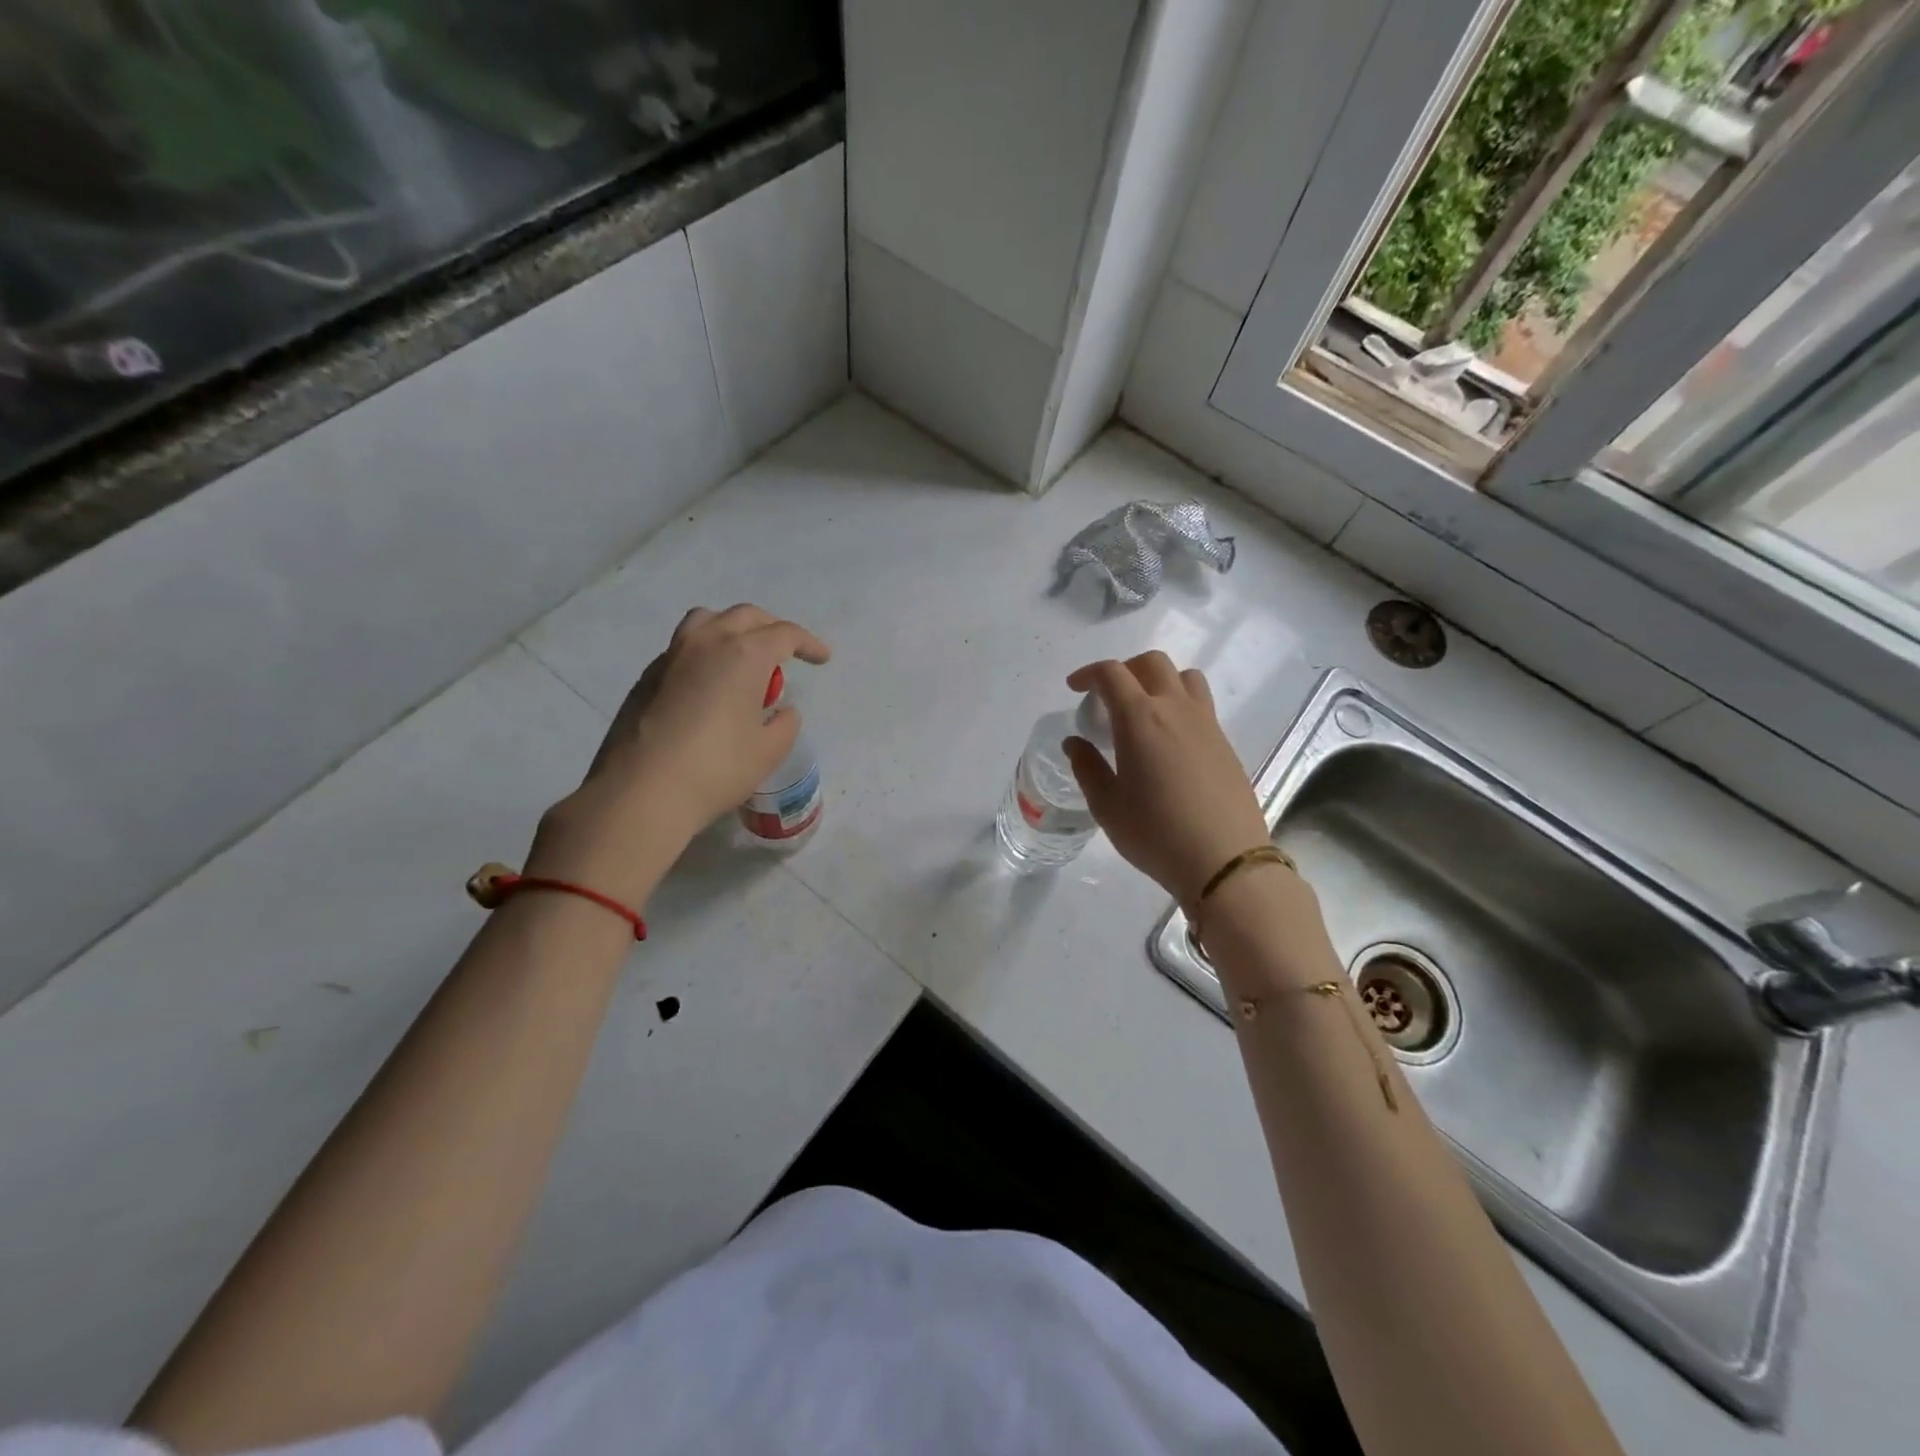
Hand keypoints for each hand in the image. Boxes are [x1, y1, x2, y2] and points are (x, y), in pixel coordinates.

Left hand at [528, 605, 830, 899]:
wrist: (641, 791)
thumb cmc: (717, 769)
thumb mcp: (768, 751)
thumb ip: (785, 724)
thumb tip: (781, 711)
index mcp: (743, 655)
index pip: (784, 634)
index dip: (808, 643)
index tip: (822, 659)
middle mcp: (706, 643)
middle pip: (745, 617)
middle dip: (772, 628)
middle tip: (787, 652)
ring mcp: (671, 657)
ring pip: (707, 622)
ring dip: (733, 630)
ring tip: (743, 658)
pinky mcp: (646, 678)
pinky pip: (683, 649)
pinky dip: (705, 653)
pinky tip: (710, 687)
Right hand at [1062, 652, 1271, 906]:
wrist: (1224, 861)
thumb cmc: (1156, 834)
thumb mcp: (1107, 806)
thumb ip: (1088, 768)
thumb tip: (1075, 742)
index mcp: (1140, 719)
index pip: (1112, 674)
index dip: (1089, 674)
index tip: (1075, 689)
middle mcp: (1176, 709)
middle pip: (1152, 663)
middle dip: (1125, 670)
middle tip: (1107, 696)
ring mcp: (1206, 723)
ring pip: (1184, 677)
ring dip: (1159, 680)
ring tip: (1144, 709)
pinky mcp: (1225, 743)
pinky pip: (1201, 704)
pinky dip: (1179, 705)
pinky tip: (1169, 741)